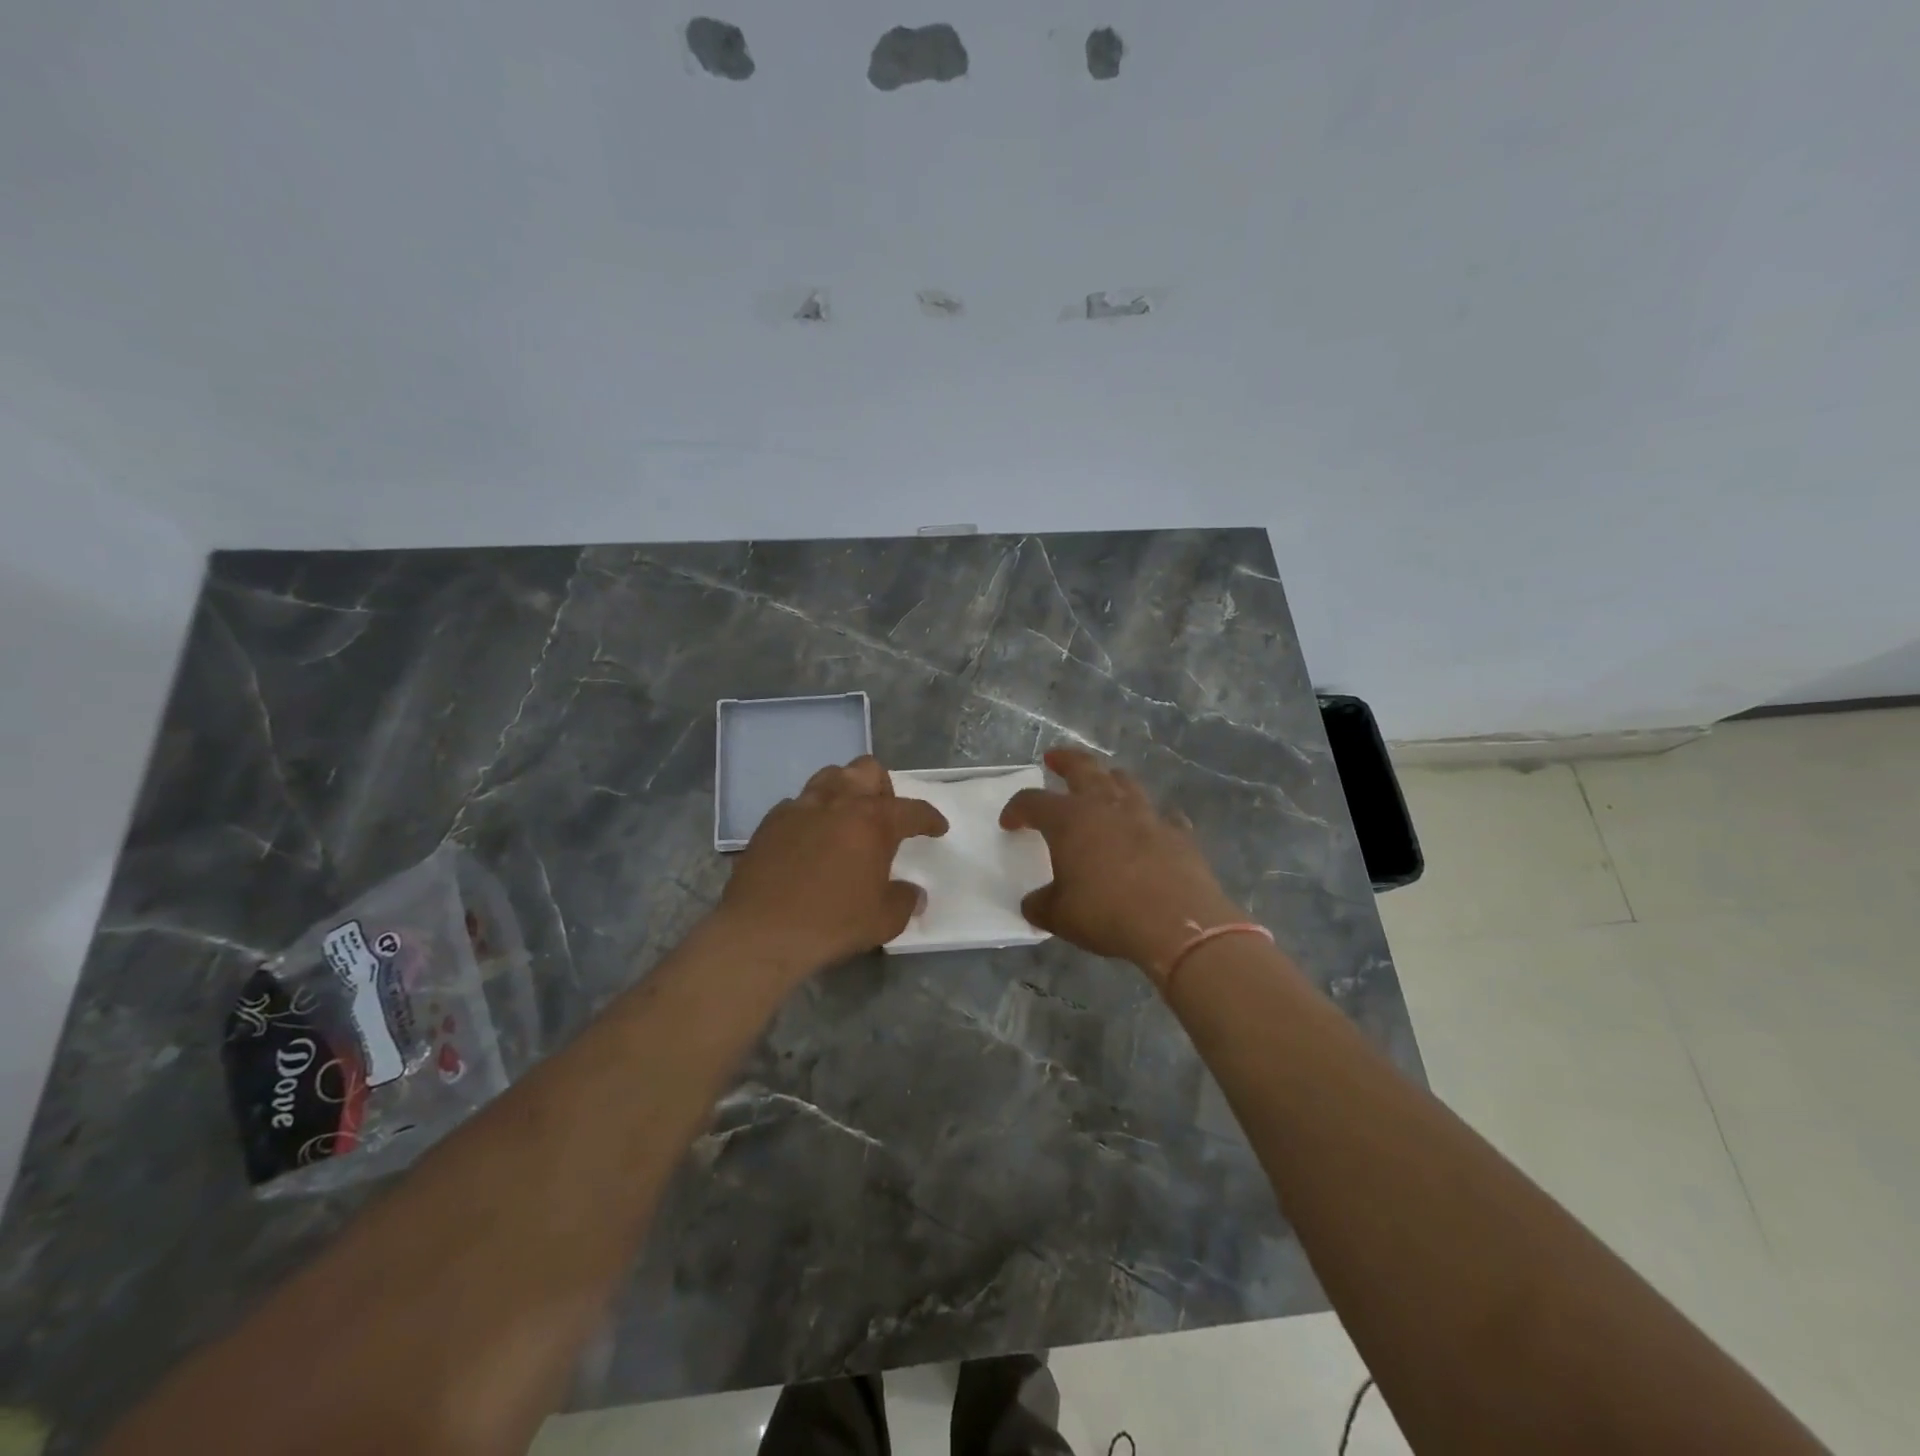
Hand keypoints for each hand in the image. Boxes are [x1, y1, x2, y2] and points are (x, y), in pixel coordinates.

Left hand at [719, 756, 948, 975]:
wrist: (762, 932)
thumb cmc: (833, 923)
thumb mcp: (884, 920)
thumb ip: (904, 900)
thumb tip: (912, 894)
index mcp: (874, 820)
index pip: (912, 809)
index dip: (930, 818)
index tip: (937, 828)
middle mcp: (839, 802)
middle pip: (868, 770)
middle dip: (882, 788)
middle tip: (884, 818)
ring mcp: (801, 807)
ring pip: (830, 776)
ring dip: (845, 791)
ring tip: (846, 820)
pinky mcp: (770, 821)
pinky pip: (798, 804)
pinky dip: (811, 815)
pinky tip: (809, 840)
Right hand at [1000, 747, 1245, 977]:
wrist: (1177, 924)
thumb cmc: (1107, 914)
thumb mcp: (1060, 916)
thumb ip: (1042, 904)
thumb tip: (1033, 903)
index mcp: (1069, 820)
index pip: (1032, 801)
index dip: (1016, 809)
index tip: (1009, 822)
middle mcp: (1106, 806)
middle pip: (1082, 768)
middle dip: (1065, 760)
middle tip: (1054, 758)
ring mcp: (1146, 815)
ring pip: (1125, 782)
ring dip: (1109, 778)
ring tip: (1104, 782)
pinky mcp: (1178, 832)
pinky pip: (1164, 815)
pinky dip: (1154, 818)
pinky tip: (1154, 826)